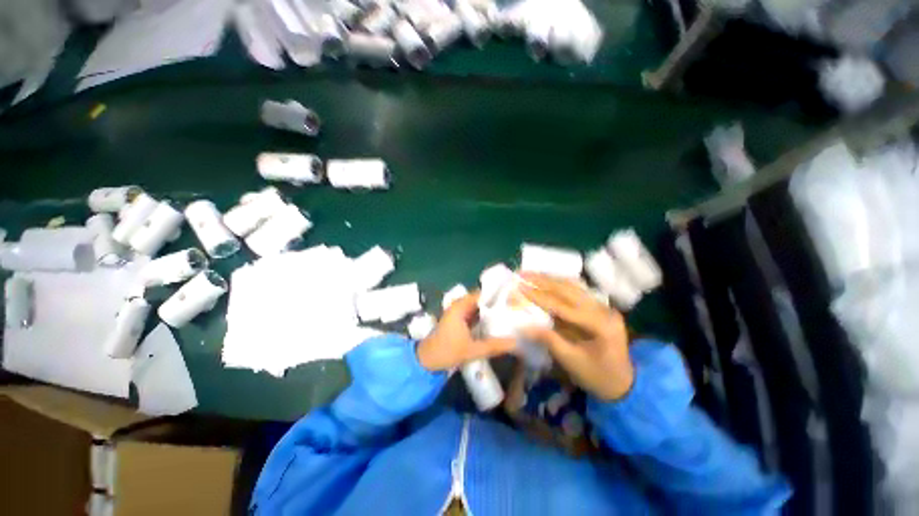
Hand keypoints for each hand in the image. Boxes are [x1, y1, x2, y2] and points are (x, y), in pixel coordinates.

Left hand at [417, 292, 515, 371]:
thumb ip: (494, 346)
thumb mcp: (472, 350)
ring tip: (509, 313)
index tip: (512, 299)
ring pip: (478, 307)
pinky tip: (496, 322)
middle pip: (481, 299)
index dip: (496, 295)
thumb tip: (515, 342)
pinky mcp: (458, 320)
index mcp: (461, 306)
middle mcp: (459, 305)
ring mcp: (458, 312)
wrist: (426, 360)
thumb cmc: (447, 351)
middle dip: (495, 303)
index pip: (482, 294)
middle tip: (513, 308)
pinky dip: (483, 317)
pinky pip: (474, 314)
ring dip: (490, 310)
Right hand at [520, 274, 633, 400]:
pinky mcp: (598, 307)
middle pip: (569, 289)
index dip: (540, 296)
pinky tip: (545, 279)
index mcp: (601, 325)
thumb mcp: (571, 361)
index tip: (520, 287)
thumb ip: (549, 340)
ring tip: (530, 273)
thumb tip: (523, 326)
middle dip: (543, 280)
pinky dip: (557, 284)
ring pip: (572, 286)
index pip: (564, 306)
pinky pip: (575, 291)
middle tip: (522, 273)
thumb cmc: (598, 376)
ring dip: (549, 279)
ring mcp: (602, 306)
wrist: (624, 383)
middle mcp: (604, 309)